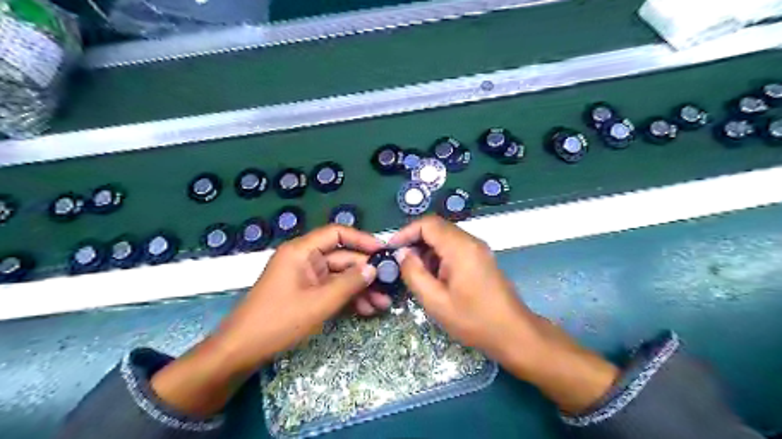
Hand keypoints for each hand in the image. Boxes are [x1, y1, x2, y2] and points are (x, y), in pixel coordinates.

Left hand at [152, 224, 383, 415]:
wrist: (241, 351)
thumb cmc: (278, 321)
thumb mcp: (319, 303)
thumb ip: (349, 283)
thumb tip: (374, 269)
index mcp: (302, 251)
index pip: (337, 233)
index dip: (362, 240)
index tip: (383, 252)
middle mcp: (305, 259)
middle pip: (342, 258)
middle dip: (366, 273)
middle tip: (389, 286)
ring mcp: (306, 278)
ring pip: (340, 277)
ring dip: (360, 289)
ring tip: (383, 304)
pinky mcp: (307, 294)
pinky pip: (332, 290)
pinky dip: (348, 298)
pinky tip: (367, 310)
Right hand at [388, 216, 541, 362]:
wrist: (513, 333)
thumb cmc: (473, 320)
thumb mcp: (435, 301)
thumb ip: (414, 274)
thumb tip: (402, 254)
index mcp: (460, 247)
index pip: (428, 224)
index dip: (406, 232)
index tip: (391, 249)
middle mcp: (471, 241)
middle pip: (437, 228)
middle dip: (415, 242)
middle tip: (401, 263)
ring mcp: (478, 249)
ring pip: (445, 238)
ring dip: (427, 250)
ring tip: (417, 274)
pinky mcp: (481, 258)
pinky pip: (454, 248)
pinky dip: (439, 256)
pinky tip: (434, 277)